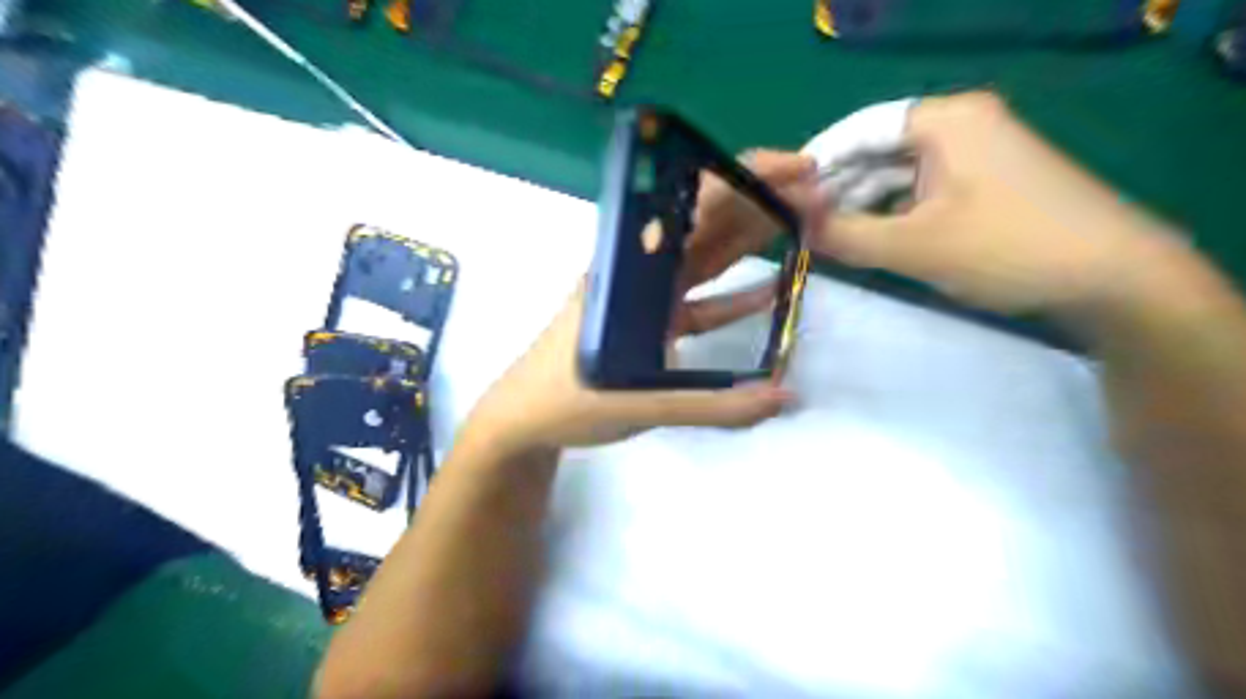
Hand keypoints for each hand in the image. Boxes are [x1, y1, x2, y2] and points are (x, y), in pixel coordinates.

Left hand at [462, 149, 813, 453]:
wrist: (523, 422)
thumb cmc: (567, 401)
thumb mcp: (640, 403)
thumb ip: (714, 405)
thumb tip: (787, 394)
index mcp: (632, 270)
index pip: (694, 206)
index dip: (747, 178)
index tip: (798, 171)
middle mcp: (641, 272)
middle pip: (707, 224)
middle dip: (762, 203)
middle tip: (819, 194)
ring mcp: (648, 297)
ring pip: (706, 258)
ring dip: (752, 241)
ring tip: (805, 226)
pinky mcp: (652, 324)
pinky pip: (700, 303)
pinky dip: (734, 297)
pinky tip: (771, 291)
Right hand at [815, 90, 1178, 316]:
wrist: (1113, 279)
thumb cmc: (1006, 250)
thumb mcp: (912, 245)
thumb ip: (844, 234)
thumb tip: (792, 226)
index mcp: (944, 121)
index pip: (858, 131)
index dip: (815, 164)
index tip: (780, 198)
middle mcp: (960, 124)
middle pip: (878, 151)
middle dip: (838, 189)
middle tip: (802, 226)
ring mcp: (978, 153)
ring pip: (899, 174)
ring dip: (864, 204)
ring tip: (830, 237)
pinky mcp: (988, 182)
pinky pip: (923, 189)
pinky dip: (894, 213)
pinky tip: (874, 239)